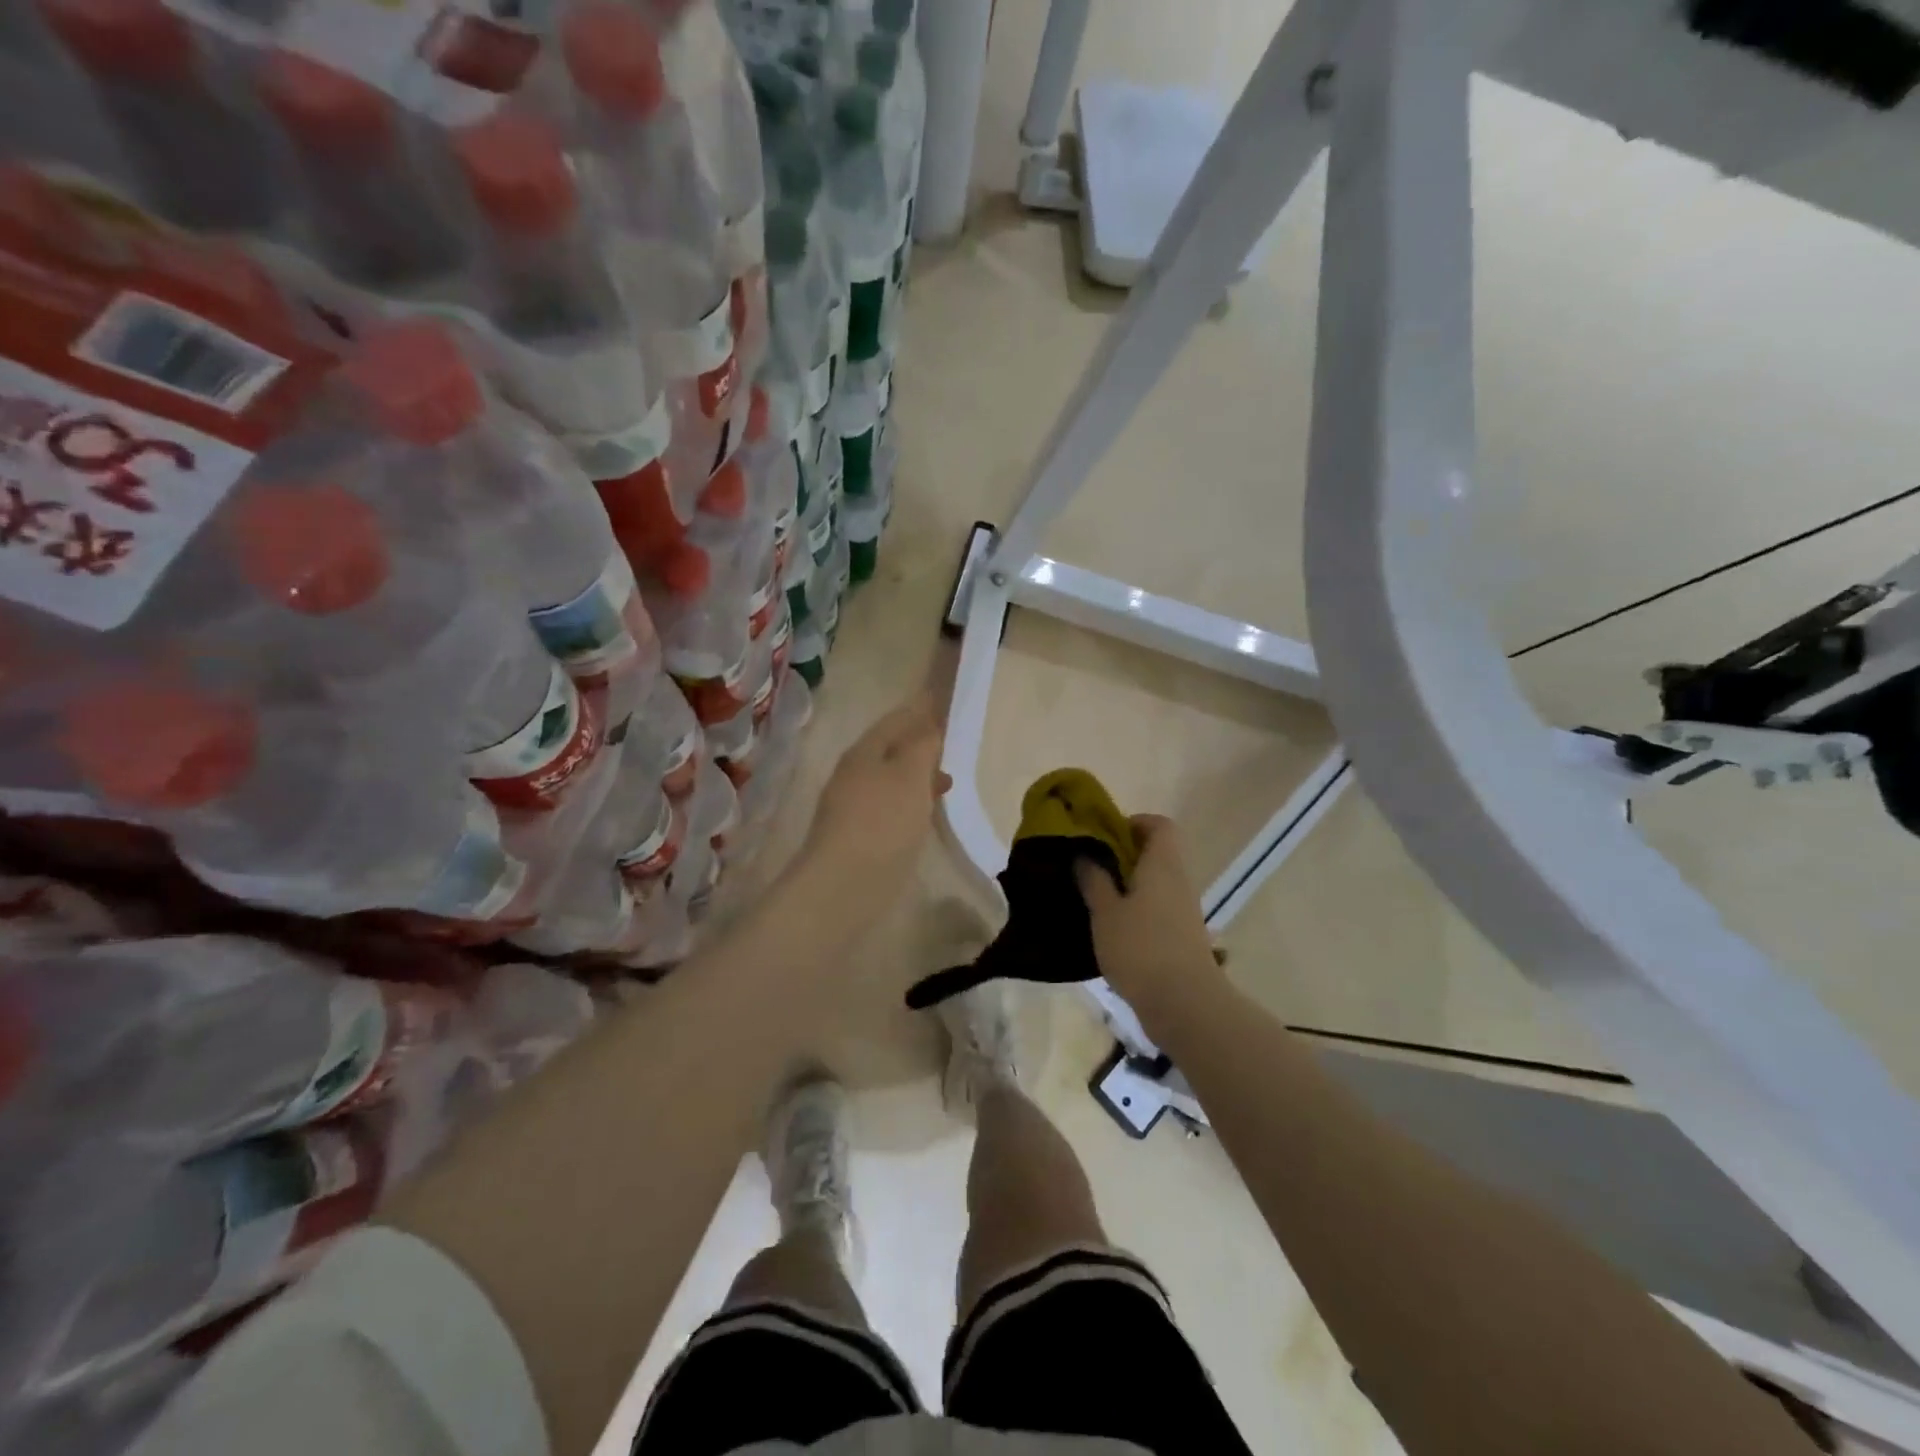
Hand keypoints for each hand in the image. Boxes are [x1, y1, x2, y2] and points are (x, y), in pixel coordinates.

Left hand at [802, 694, 949, 905]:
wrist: (845, 885)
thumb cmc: (883, 821)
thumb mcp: (911, 775)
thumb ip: (923, 745)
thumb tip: (930, 726)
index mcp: (864, 752)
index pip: (896, 720)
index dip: (921, 710)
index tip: (944, 703)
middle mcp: (854, 774)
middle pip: (891, 750)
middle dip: (921, 744)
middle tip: (952, 742)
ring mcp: (854, 807)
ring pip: (892, 780)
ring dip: (918, 776)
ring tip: (948, 781)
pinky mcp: (860, 836)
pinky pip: (890, 807)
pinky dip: (912, 802)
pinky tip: (927, 814)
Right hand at [1076, 815, 1221, 1012]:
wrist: (1185, 1005)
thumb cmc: (1141, 948)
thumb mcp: (1106, 912)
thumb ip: (1094, 880)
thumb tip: (1084, 854)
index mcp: (1162, 864)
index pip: (1159, 825)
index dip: (1133, 823)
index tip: (1103, 834)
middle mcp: (1178, 881)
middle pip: (1155, 853)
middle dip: (1122, 856)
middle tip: (1088, 865)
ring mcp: (1182, 911)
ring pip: (1154, 883)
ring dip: (1126, 886)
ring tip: (1092, 897)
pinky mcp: (1180, 937)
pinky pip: (1156, 909)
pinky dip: (1134, 910)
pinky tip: (1108, 928)